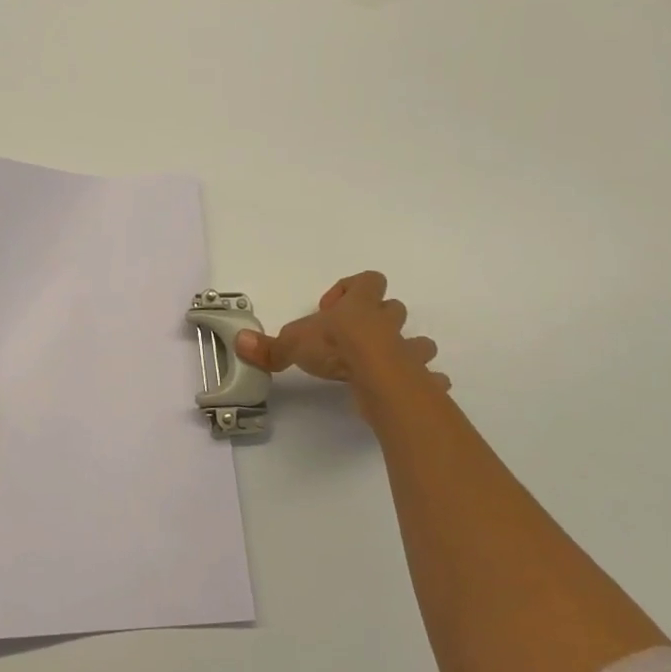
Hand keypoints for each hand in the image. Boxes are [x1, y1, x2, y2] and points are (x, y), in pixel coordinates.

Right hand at [234, 271, 449, 401]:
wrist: (376, 375)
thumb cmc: (335, 347)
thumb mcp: (293, 344)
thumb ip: (269, 347)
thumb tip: (239, 342)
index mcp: (359, 306)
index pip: (367, 281)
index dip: (350, 290)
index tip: (330, 310)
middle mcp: (386, 323)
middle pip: (393, 309)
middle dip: (379, 320)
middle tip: (354, 340)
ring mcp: (407, 351)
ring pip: (419, 341)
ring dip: (407, 350)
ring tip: (384, 365)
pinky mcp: (418, 378)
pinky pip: (431, 377)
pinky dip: (426, 383)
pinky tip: (414, 391)